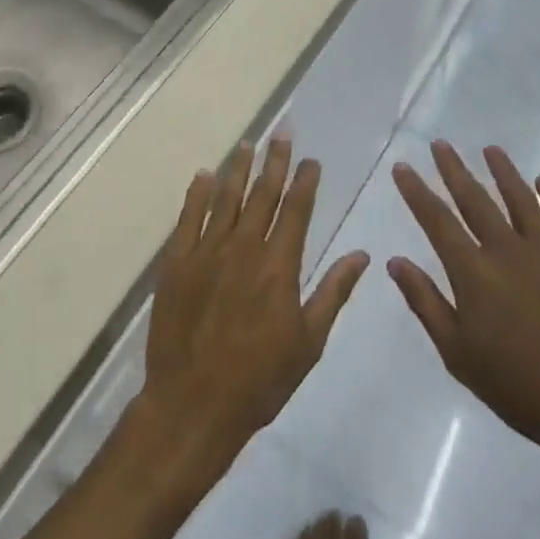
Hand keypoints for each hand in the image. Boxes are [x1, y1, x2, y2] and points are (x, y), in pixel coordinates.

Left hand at [136, 141, 369, 483]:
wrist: (193, 405)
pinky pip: (189, 218)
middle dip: (275, 161)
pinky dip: (198, 194)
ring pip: (226, 198)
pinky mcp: (177, 263)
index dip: (305, 181)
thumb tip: (362, 254)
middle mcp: (244, 248)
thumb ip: (333, 292)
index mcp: (279, 266)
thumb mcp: (308, 342)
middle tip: (282, 132)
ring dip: (239, 168)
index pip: (296, 210)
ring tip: (248, 143)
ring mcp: (207, 252)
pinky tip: (205, 175)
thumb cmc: (259, 380)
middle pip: (263, 194)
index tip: (312, 159)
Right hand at [388, 141, 539, 495]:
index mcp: (474, 272)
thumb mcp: (457, 353)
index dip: (416, 191)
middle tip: (440, 144)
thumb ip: (425, 303)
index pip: (437, 220)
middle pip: (475, 199)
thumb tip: (396, 261)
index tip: (402, 166)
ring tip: (490, 149)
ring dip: (503, 172)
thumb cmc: (517, 388)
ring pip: (520, 199)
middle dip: (454, 169)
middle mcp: (507, 250)